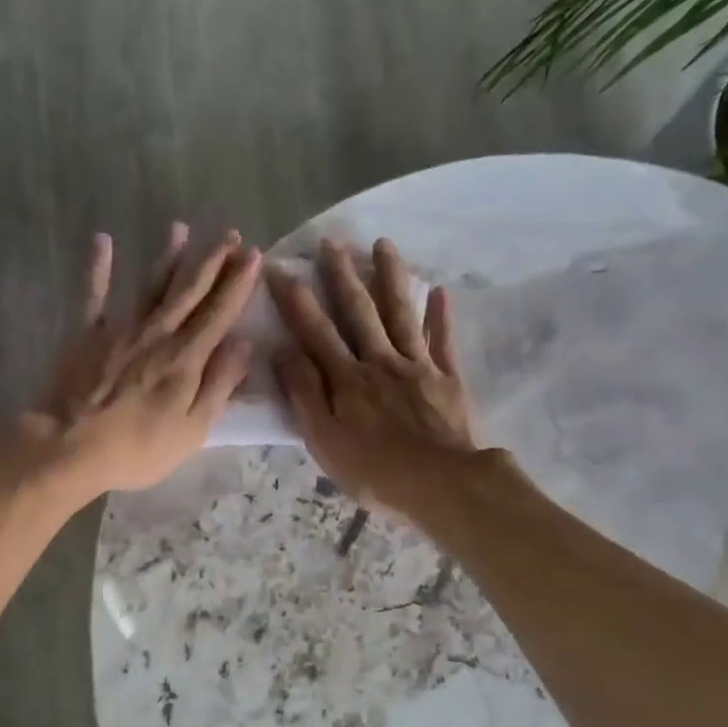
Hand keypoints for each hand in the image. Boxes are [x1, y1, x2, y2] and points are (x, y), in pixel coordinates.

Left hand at [18, 224, 259, 496]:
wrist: (70, 446)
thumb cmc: (138, 448)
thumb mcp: (192, 429)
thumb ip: (219, 384)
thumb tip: (244, 344)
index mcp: (186, 358)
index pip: (219, 313)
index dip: (238, 284)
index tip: (253, 255)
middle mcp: (157, 333)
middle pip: (189, 291)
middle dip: (212, 261)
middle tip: (229, 234)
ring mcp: (120, 329)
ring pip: (150, 285)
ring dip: (168, 256)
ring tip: (181, 228)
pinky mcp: (86, 334)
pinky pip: (94, 294)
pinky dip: (98, 267)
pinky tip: (103, 240)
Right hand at [268, 238, 477, 513]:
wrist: (441, 484)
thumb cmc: (374, 471)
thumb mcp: (324, 439)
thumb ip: (305, 393)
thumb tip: (285, 350)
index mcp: (347, 379)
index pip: (315, 332)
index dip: (296, 300)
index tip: (280, 268)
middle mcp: (381, 362)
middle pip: (359, 312)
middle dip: (342, 276)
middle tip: (332, 242)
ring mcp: (418, 367)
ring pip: (401, 314)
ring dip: (391, 278)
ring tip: (384, 244)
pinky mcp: (448, 380)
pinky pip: (442, 341)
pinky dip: (440, 315)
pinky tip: (438, 291)